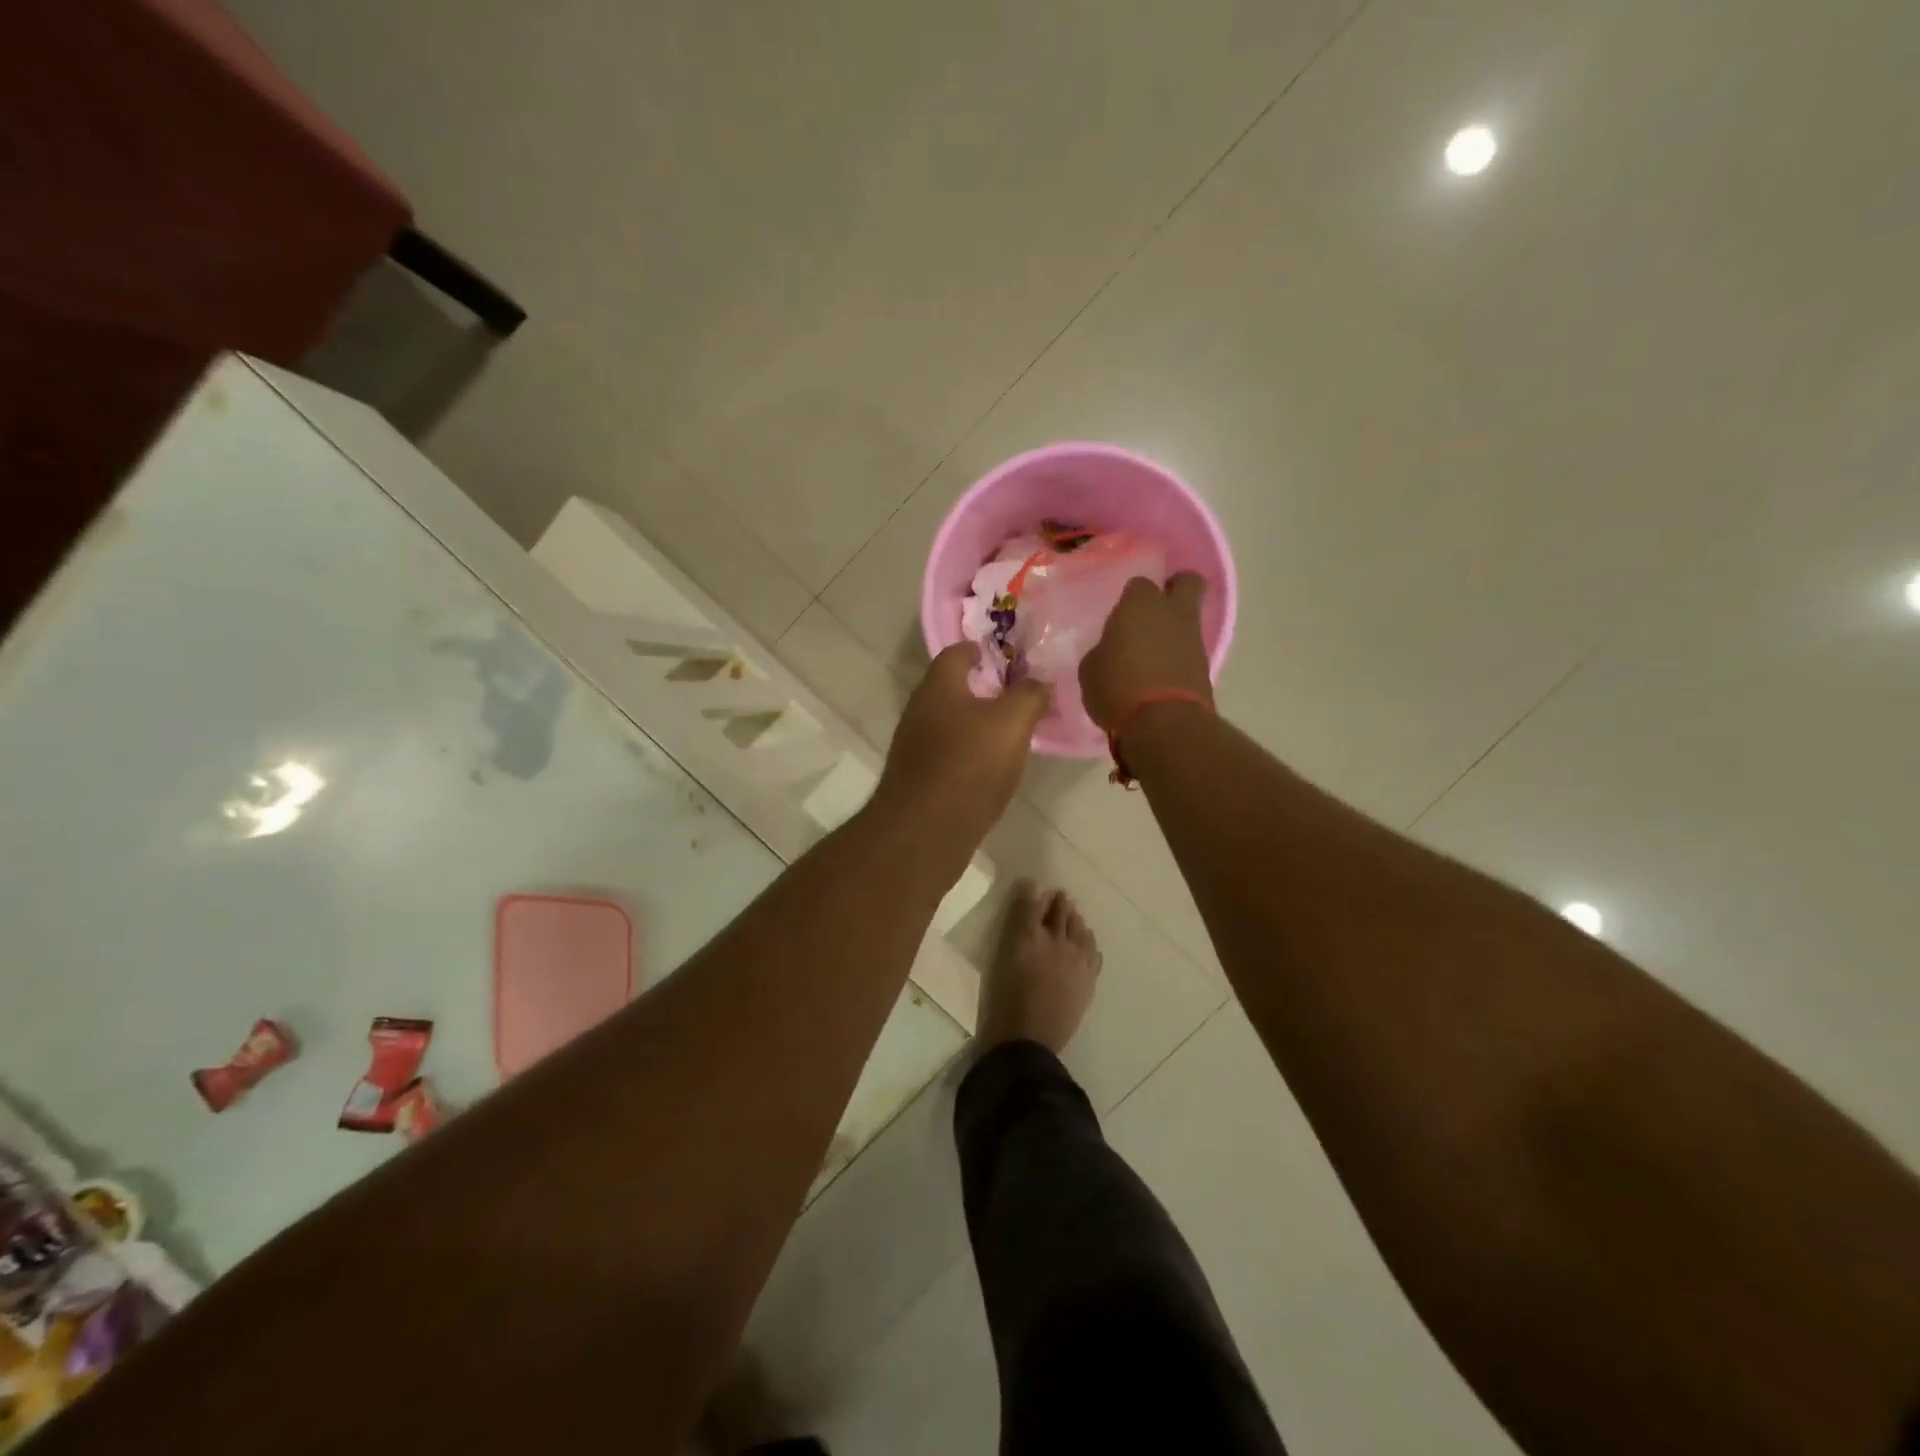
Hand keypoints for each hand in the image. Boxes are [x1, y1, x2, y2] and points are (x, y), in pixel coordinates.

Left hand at [871, 643, 1048, 853]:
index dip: (981, 649)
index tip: (1008, 654)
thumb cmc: (969, 764)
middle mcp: (920, 711)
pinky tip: (992, 766)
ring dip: (977, 723)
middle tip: (1018, 693)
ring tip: (1011, 730)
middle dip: (983, 688)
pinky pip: (949, 754)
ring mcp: (915, 747)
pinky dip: (970, 752)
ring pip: (950, 723)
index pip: (956, 652)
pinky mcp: (919, 779)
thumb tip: (1040, 681)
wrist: (925, 831)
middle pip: (952, 689)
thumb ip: (1030, 695)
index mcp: (938, 687)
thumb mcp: (1012, 722)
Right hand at [1079, 573, 1213, 732]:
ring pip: (1189, 619)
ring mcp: (1194, 639)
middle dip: (1175, 588)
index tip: (1120, 615)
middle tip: (1154, 609)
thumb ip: (1102, 651)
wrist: (1163, 724)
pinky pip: (1190, 651)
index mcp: (1140, 604)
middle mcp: (1173, 613)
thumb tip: (1110, 652)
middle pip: (1187, 582)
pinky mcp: (1206, 667)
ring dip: (1174, 630)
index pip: (1138, 584)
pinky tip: (1160, 675)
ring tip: (1151, 653)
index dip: (1131, 598)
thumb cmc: (1117, 688)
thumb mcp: (1091, 669)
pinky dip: (1178, 658)